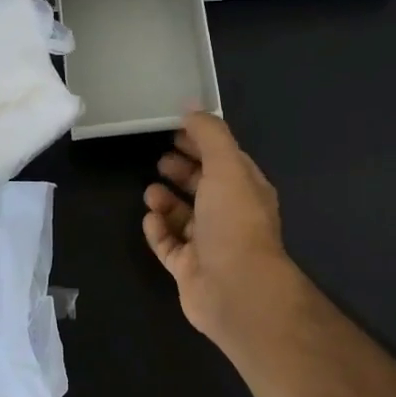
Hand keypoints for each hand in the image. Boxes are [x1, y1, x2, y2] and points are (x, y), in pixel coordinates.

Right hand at [142, 112, 302, 350]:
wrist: (236, 289)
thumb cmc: (234, 221)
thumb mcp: (226, 166)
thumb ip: (209, 134)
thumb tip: (192, 107)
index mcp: (246, 190)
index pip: (223, 159)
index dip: (201, 143)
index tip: (174, 130)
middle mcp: (230, 216)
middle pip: (202, 187)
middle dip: (182, 171)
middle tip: (160, 161)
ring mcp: (209, 245)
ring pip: (183, 216)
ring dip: (166, 201)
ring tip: (150, 193)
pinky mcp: (188, 269)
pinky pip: (169, 245)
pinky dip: (158, 231)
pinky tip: (150, 220)